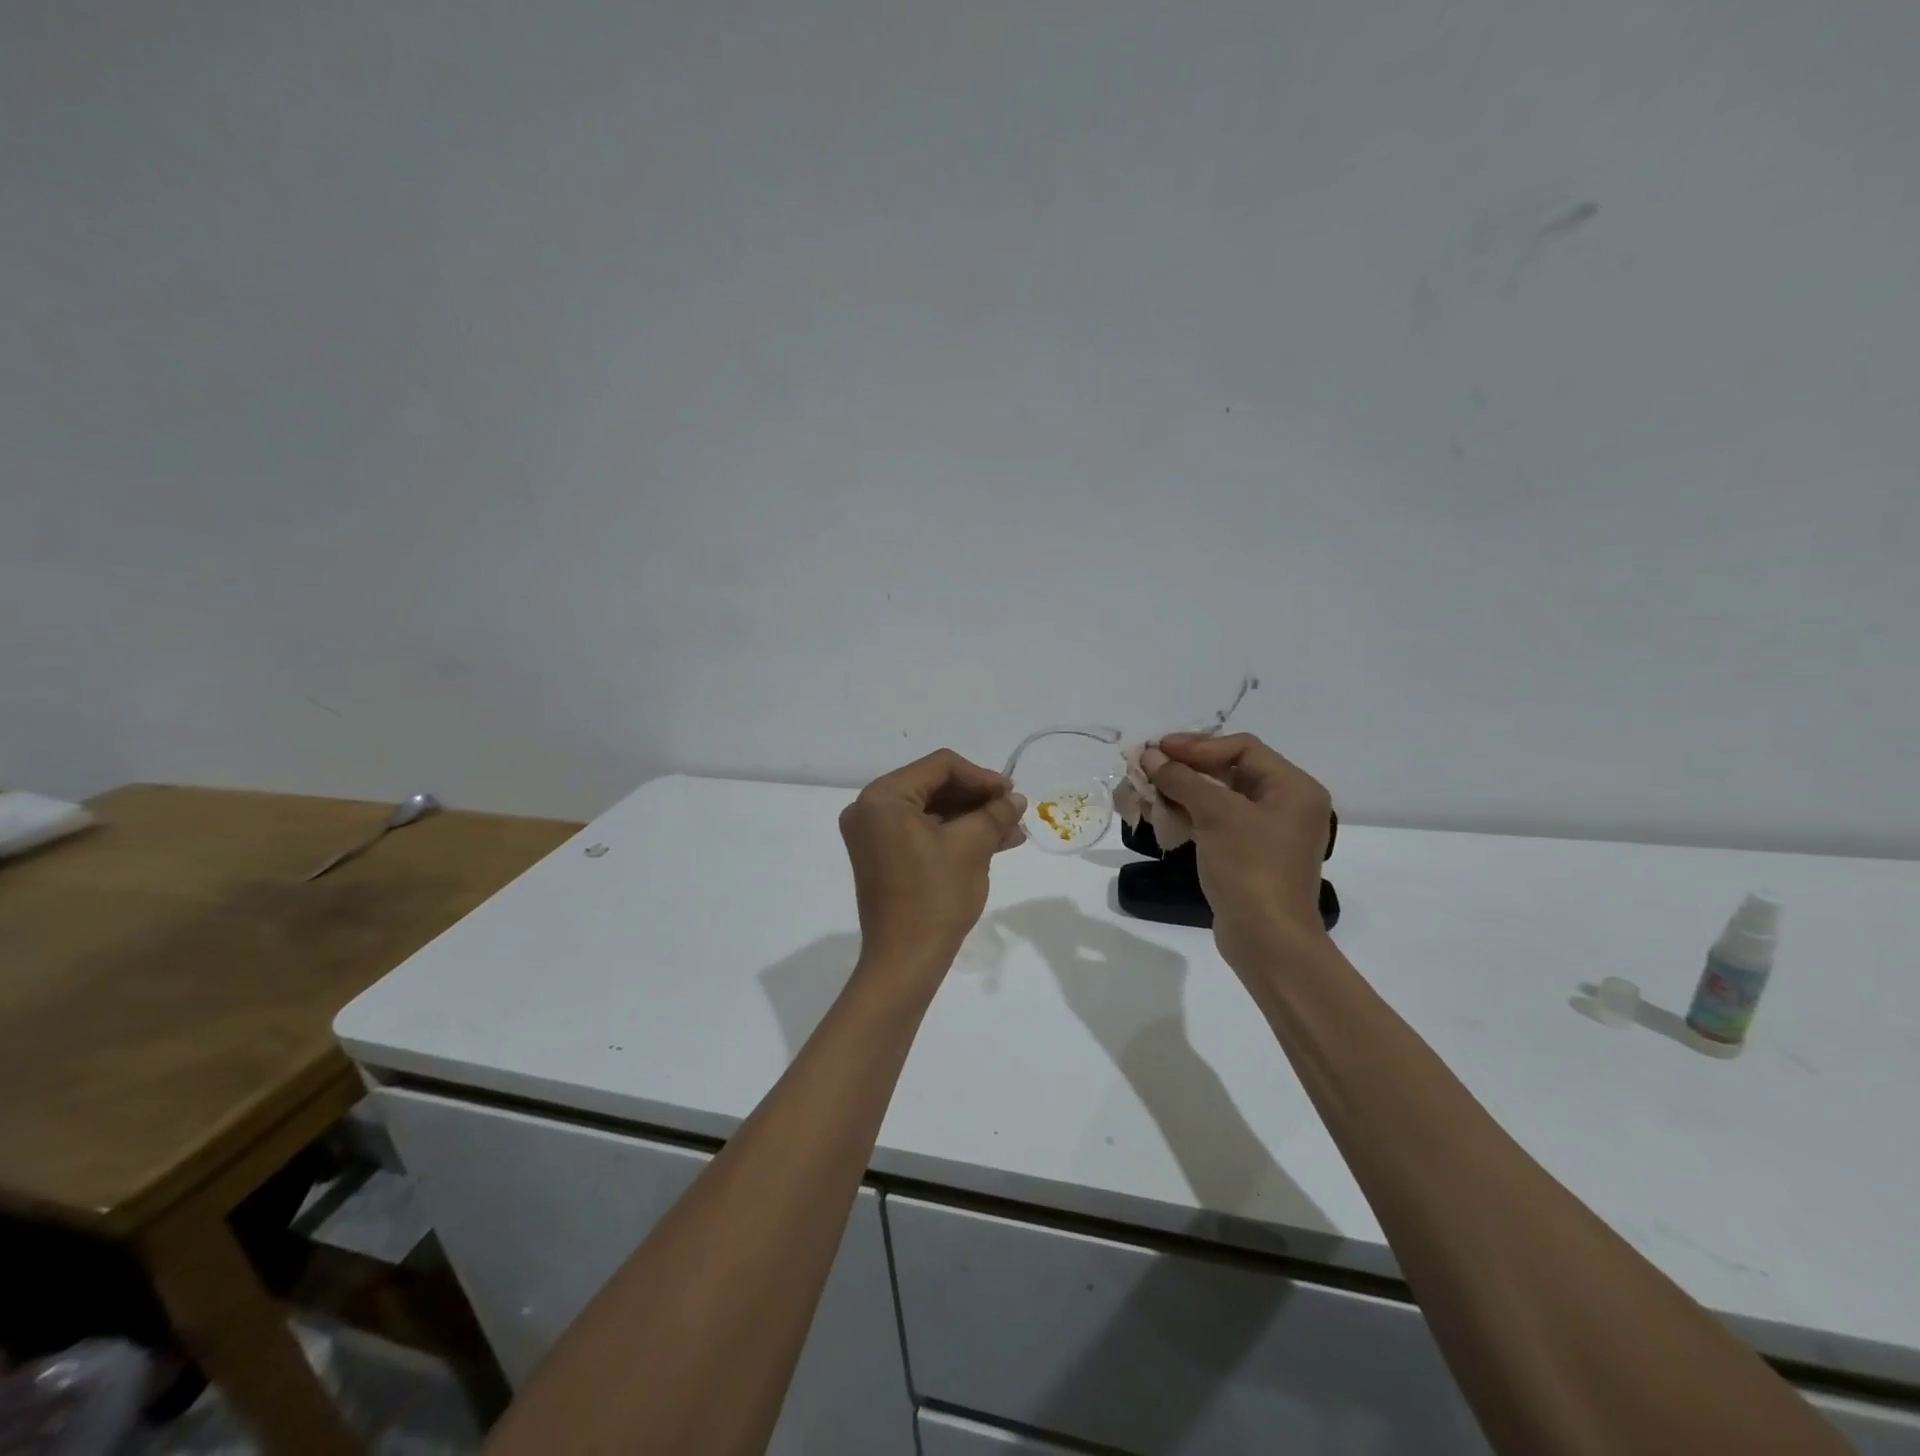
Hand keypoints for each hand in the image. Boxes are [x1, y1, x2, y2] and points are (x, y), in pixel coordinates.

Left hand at [839, 750, 1026, 970]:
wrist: (905, 961)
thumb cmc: (935, 896)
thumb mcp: (972, 847)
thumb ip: (995, 813)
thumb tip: (1015, 798)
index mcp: (883, 797)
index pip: (940, 766)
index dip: (981, 776)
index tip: (1011, 795)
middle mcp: (869, 808)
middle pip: (934, 786)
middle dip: (977, 799)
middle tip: (1014, 811)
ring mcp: (873, 834)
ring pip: (931, 811)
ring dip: (971, 818)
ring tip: (1012, 831)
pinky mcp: (882, 856)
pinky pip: (922, 832)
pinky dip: (954, 835)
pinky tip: (993, 843)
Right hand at [1144, 734, 1333, 965]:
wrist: (1267, 940)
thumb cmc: (1250, 868)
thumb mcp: (1216, 814)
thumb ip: (1182, 779)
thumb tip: (1150, 755)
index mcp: (1293, 788)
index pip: (1242, 748)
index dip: (1198, 745)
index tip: (1159, 750)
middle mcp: (1286, 804)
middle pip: (1229, 770)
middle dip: (1185, 768)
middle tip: (1147, 766)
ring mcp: (1268, 832)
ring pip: (1219, 797)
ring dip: (1182, 791)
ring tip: (1146, 790)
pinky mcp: (1249, 855)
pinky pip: (1217, 822)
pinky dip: (1189, 815)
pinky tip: (1160, 815)